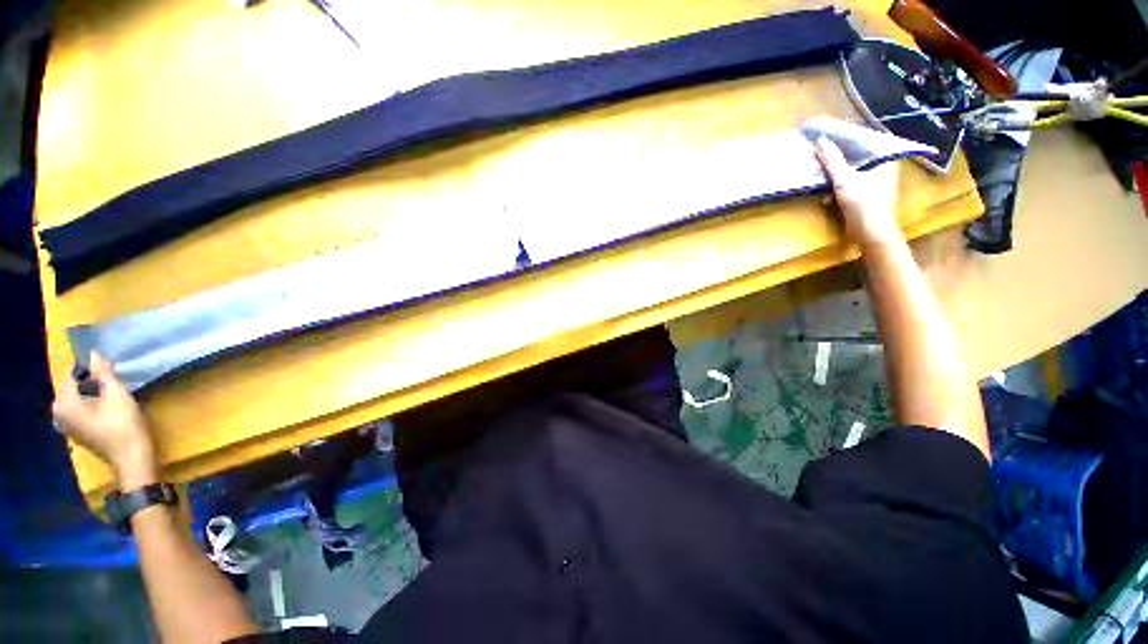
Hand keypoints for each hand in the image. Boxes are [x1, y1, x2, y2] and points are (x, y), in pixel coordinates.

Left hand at [52, 352, 158, 488]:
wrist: (131, 456)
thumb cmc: (122, 423)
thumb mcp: (116, 393)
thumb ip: (102, 373)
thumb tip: (93, 353)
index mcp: (63, 402)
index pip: (72, 375)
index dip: (91, 369)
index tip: (109, 369)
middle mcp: (58, 413)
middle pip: (73, 388)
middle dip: (91, 382)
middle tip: (112, 381)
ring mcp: (66, 426)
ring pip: (77, 400)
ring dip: (92, 394)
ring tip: (111, 394)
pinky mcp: (76, 433)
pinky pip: (79, 411)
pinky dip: (91, 405)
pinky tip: (106, 409)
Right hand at [814, 136, 902, 246]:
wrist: (872, 234)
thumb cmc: (863, 205)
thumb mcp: (845, 180)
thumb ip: (833, 161)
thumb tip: (820, 140)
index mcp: (885, 158)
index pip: (867, 139)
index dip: (849, 135)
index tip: (831, 132)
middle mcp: (884, 166)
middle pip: (860, 154)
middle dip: (842, 151)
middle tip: (823, 146)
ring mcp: (877, 181)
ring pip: (855, 168)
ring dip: (839, 167)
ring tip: (821, 162)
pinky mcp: (868, 195)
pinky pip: (852, 180)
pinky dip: (840, 180)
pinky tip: (827, 182)